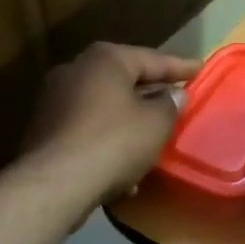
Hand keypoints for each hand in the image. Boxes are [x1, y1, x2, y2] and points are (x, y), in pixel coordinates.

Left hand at [22, 42, 201, 203]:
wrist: (54, 184)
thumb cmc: (114, 142)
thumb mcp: (156, 123)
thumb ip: (170, 104)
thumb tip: (174, 94)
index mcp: (105, 60)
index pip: (152, 59)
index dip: (180, 67)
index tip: (201, 69)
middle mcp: (75, 70)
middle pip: (124, 79)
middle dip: (151, 92)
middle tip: (176, 98)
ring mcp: (54, 100)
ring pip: (104, 106)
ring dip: (129, 120)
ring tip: (153, 137)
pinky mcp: (44, 130)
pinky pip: (87, 128)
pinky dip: (108, 139)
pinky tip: (124, 166)